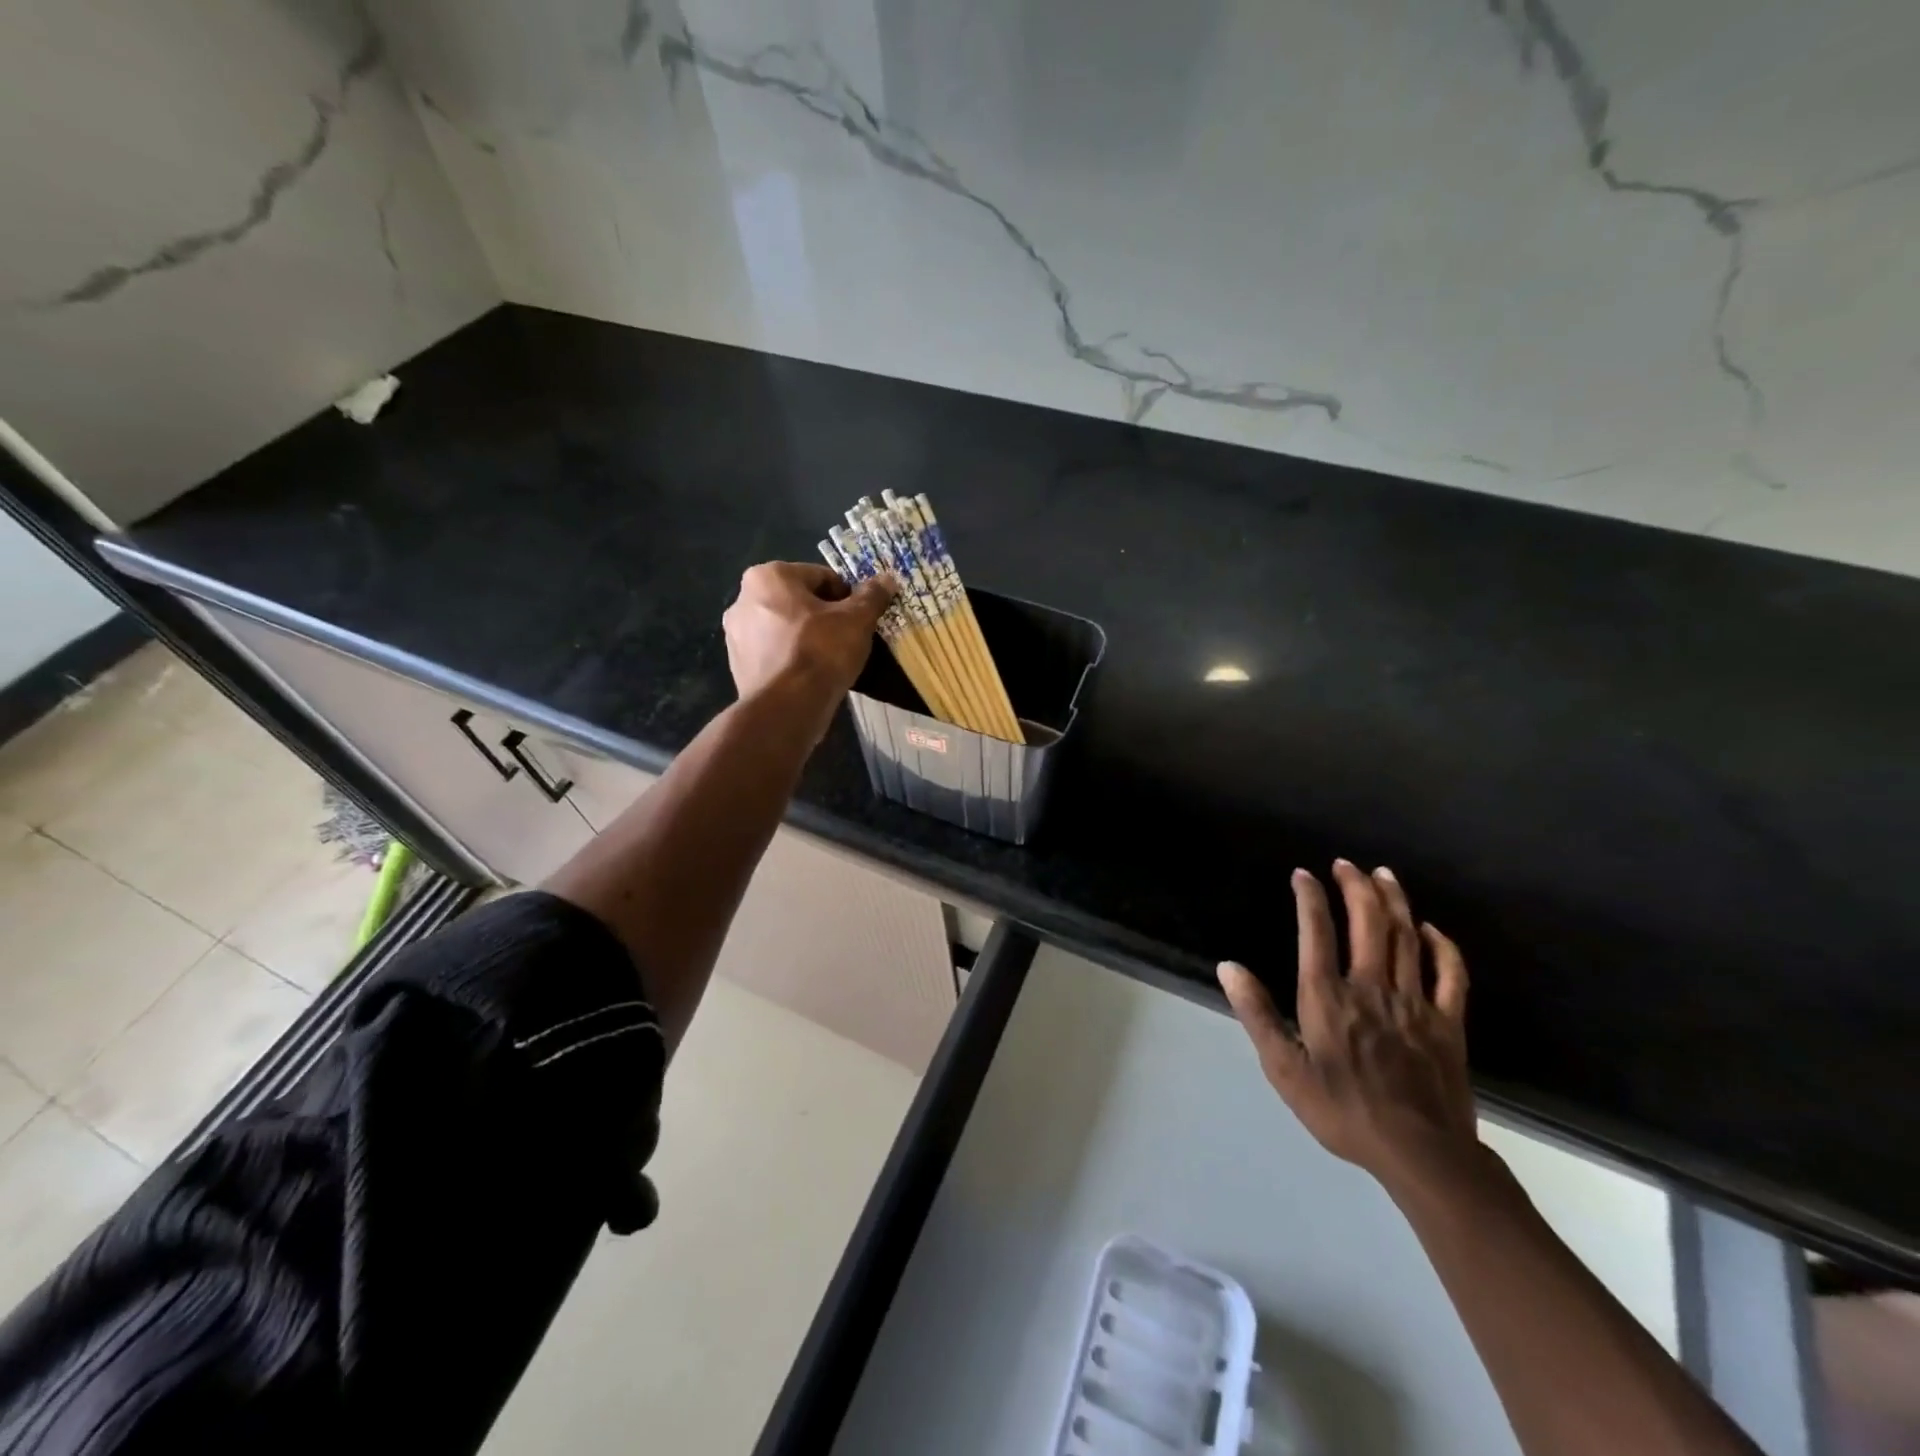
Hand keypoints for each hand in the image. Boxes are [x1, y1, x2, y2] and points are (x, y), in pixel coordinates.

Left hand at [722, 562, 895, 737]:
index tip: (859, 619)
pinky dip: (791, 658)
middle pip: (798, 601)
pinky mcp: (738, 665)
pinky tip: (809, 676)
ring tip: (829, 660)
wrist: (787, 708)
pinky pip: (774, 653)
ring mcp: (735, 635)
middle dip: (823, 616)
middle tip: (846, 639)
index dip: (846, 597)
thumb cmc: (821, 652)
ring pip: (784, 627)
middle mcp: (743, 599)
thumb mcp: (857, 620)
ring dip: (806, 637)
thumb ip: (871, 596)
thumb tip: (887, 579)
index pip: (821, 577)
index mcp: (768, 576)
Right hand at [1218, 860, 1481, 1199]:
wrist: (1421, 1154)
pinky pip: (1450, 974)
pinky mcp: (1448, 1023)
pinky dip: (1442, 946)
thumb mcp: (1283, 1069)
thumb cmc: (1342, 1111)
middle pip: (1367, 924)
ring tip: (1383, 875)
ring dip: (1394, 902)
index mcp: (1328, 997)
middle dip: (1356, 887)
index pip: (1316, 932)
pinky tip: (1430, 929)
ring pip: (1406, 938)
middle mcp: (1371, 988)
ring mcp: (1415, 1003)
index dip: (1309, 898)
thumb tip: (1228, 967)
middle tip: (1346, 864)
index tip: (1302, 874)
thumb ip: (1257, 1014)